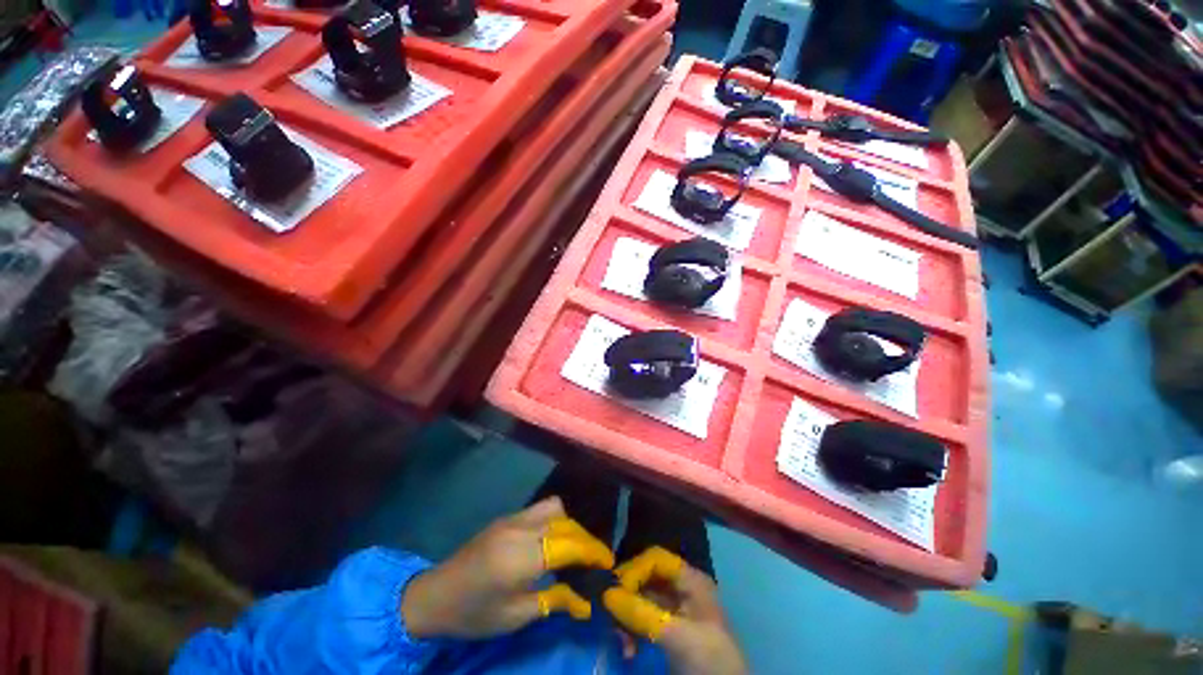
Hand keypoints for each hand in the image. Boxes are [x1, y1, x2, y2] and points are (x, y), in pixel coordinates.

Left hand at [400, 497, 614, 639]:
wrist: (433, 595)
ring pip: (555, 508)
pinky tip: (553, 540)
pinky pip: (541, 509)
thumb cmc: (473, 614)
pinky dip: (555, 520)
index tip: (608, 563)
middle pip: (566, 523)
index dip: (592, 552)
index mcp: (521, 558)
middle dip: (585, 539)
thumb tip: (586, 603)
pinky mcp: (507, 517)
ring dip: (570, 524)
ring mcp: (512, 519)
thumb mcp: (514, 616)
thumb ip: (553, 602)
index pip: (569, 545)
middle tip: (594, 560)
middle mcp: (520, 530)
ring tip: (574, 548)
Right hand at [603, 547, 746, 674]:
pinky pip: (643, 623)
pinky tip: (627, 649)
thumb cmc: (709, 659)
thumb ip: (642, 613)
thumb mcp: (677, 635)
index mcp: (690, 580)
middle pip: (646, 579)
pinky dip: (632, 632)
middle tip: (610, 615)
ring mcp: (675, 612)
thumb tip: (606, 594)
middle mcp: (681, 589)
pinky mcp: (668, 634)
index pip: (656, 559)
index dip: (635, 569)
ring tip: (619, 639)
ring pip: (642, 601)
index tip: (615, 591)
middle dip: (627, 596)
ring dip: (627, 617)